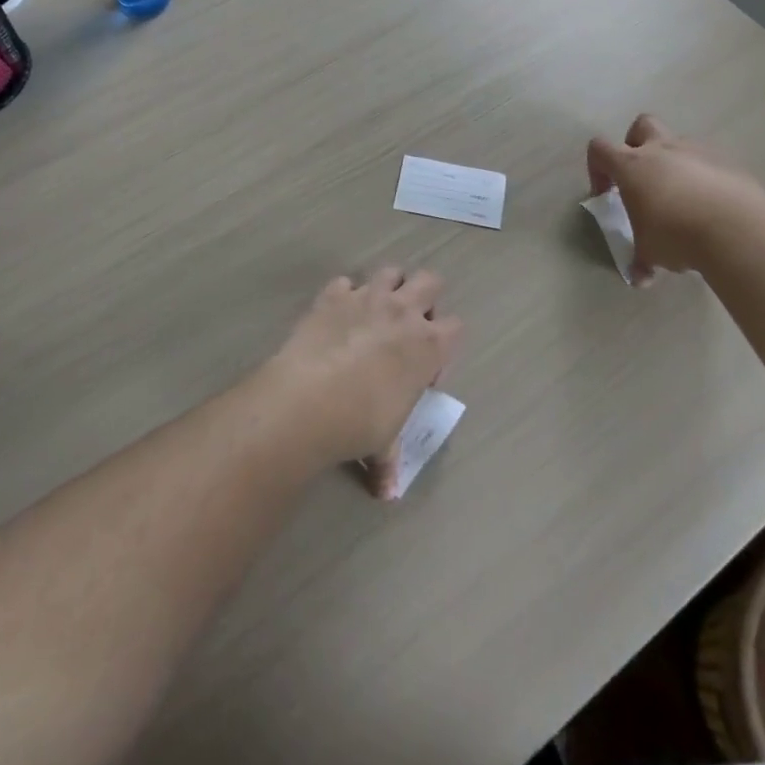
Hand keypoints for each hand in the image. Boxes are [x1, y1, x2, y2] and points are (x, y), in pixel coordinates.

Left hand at [265, 268, 461, 466]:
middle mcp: (403, 312)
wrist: (308, 400)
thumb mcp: (383, 444)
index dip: (445, 343)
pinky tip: (336, 315)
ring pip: (391, 271)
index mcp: (428, 346)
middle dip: (425, 297)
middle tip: (409, 325)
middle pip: (430, 281)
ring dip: (389, 286)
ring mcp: (367, 297)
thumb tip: (386, 492)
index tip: (426, 366)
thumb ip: (389, 460)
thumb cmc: (360, 423)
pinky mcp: (333, 294)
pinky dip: (344, 294)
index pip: (456, 327)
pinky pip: (345, 282)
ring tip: (377, 311)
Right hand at [586, 115, 764, 279]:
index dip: (597, 168)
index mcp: (633, 165)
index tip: (606, 193)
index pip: (600, 149)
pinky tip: (712, 208)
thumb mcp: (651, 252)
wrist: (739, 230)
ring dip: (674, 164)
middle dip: (637, 144)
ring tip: (683, 200)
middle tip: (642, 178)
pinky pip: (710, 163)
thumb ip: (642, 260)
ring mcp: (699, 152)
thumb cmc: (678, 235)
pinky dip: (706, 179)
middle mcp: (663, 150)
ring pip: (679, 144)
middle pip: (641, 125)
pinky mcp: (730, 164)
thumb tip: (639, 279)